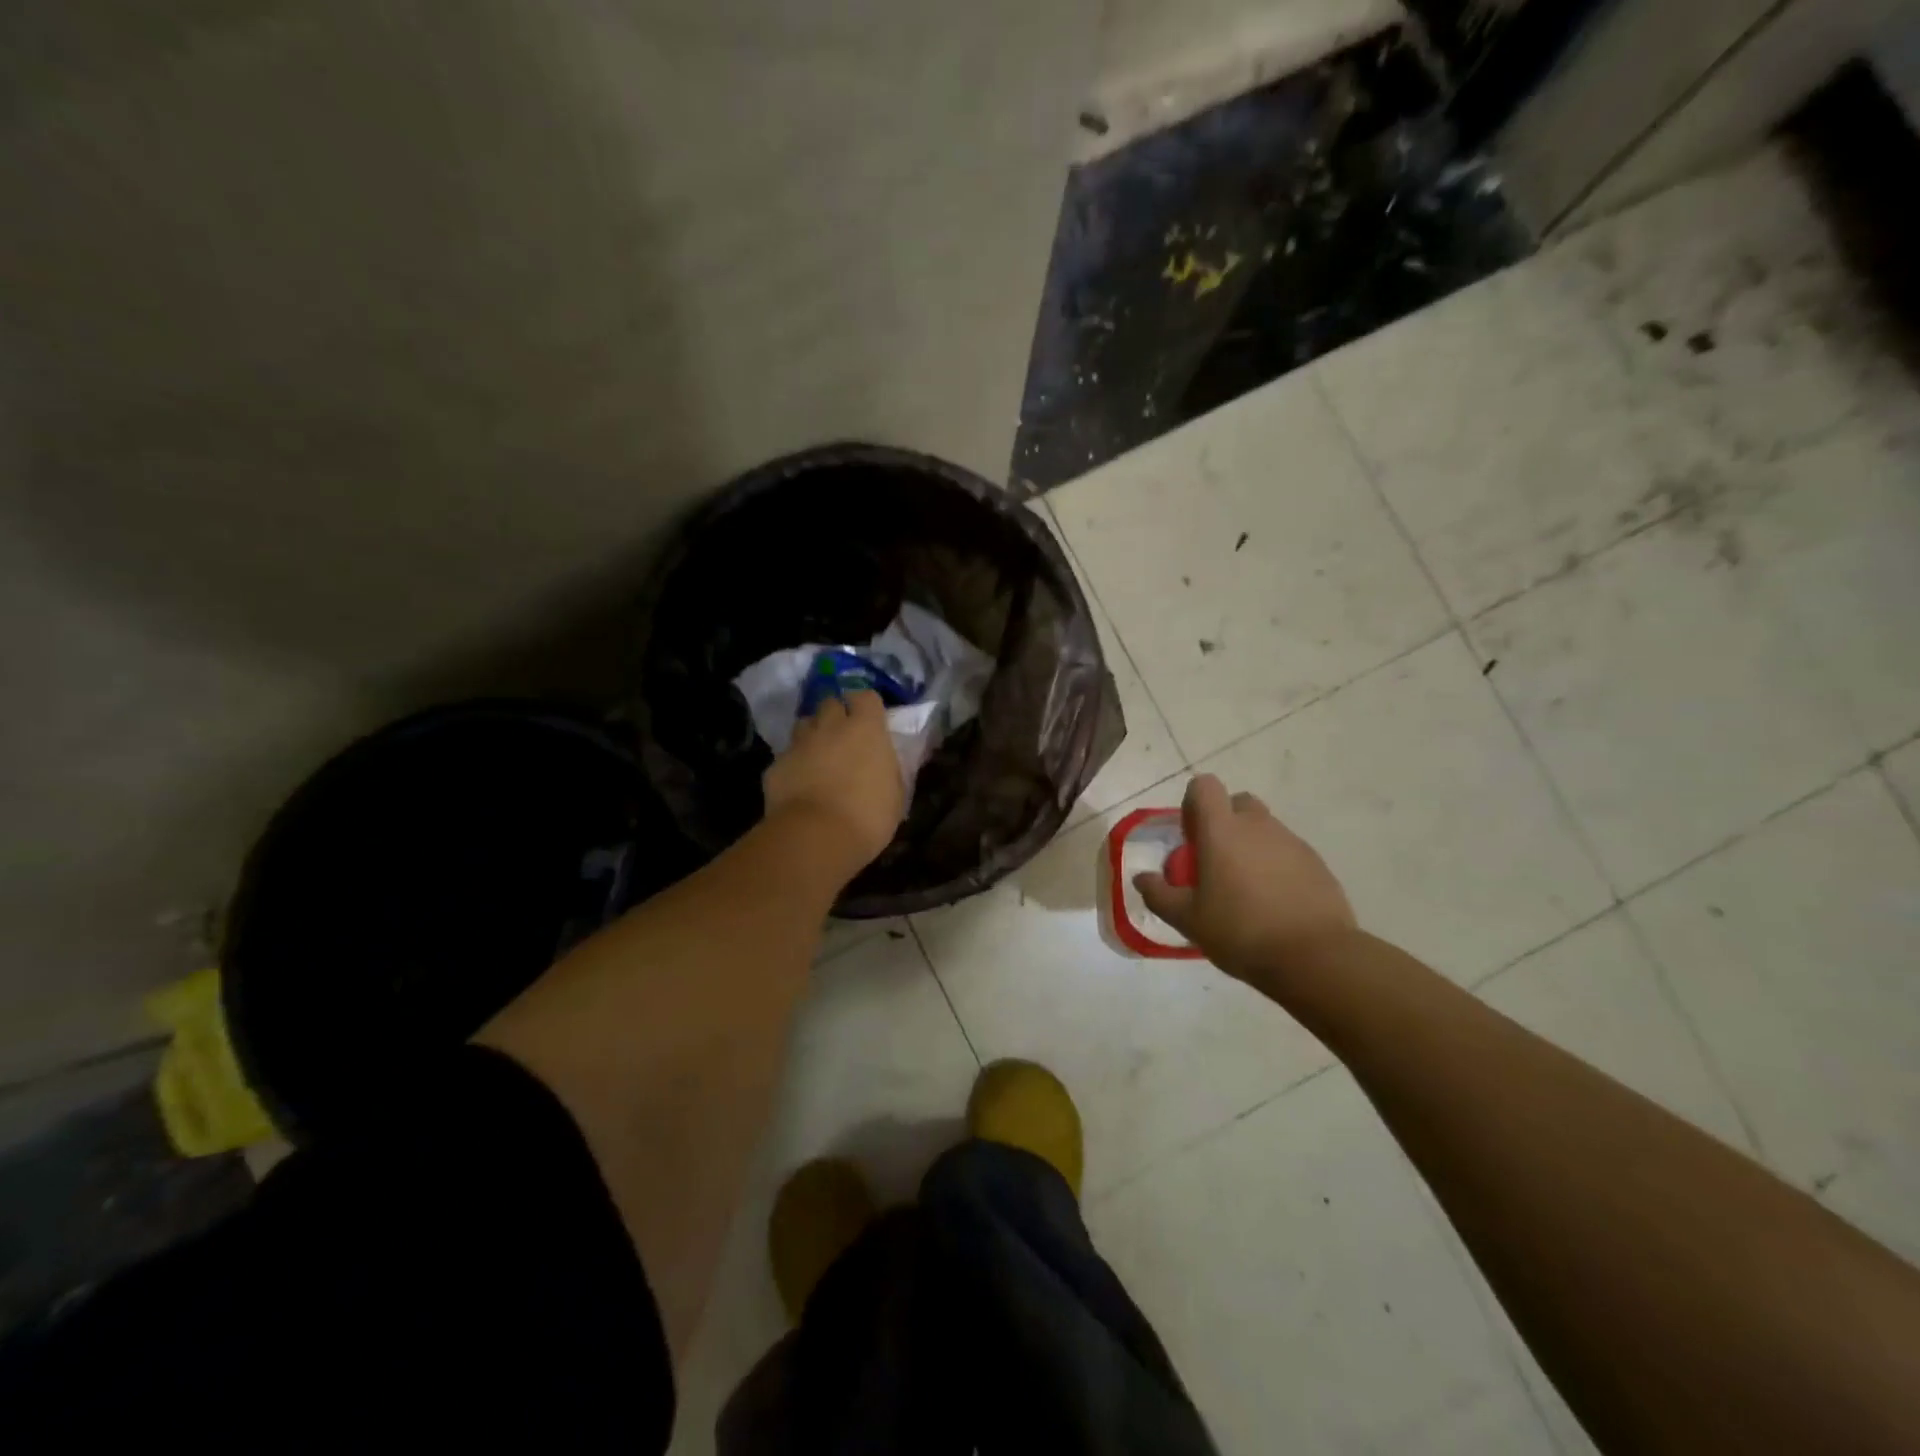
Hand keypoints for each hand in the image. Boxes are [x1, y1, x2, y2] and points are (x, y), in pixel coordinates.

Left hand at [763, 689, 904, 876]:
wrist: (816, 837)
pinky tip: (799, 785)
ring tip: (818, 757)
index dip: (866, 706)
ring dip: (813, 735)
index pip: (866, 696)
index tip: (869, 721)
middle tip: (843, 738)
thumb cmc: (868, 816)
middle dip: (836, 716)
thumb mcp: (895, 794)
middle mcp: (831, 726)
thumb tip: (883, 763)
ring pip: (805, 724)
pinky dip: (794, 765)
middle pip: (830, 703)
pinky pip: (787, 756)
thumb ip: (888, 770)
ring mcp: (799, 743)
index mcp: (866, 729)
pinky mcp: (776, 765)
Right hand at [1134, 774, 1356, 981]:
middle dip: (1224, 822)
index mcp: (1222, 830)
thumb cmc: (1241, 931)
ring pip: (1264, 828)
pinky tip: (1274, 902)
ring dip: (1250, 846)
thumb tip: (1141, 878)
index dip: (1193, 804)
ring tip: (1246, 889)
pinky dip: (1276, 866)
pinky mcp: (1316, 862)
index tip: (1191, 838)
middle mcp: (1258, 825)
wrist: (1315, 957)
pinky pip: (1287, 851)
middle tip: (1216, 861)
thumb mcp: (1188, 919)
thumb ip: (1159, 895)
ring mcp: (1291, 841)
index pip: (1204, 786)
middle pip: (1237, 803)